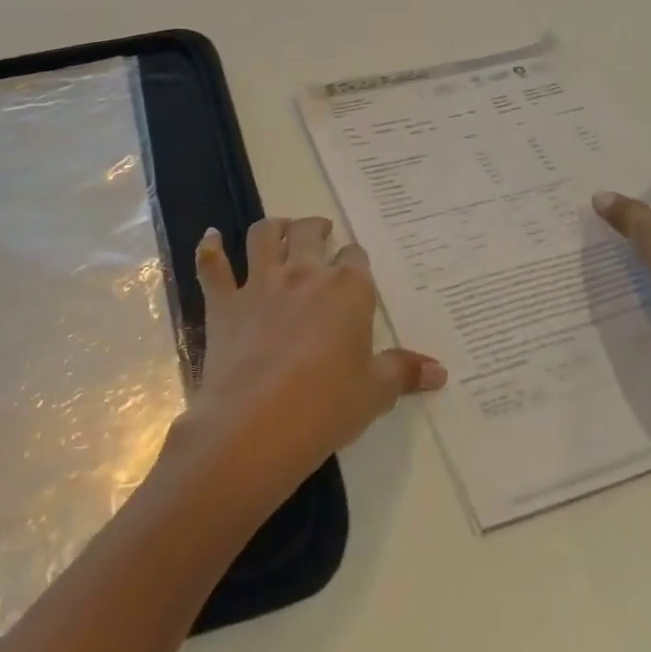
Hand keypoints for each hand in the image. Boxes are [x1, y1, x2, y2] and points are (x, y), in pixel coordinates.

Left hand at [177, 217, 444, 503]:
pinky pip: (213, 266)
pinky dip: (210, 248)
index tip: (354, 267)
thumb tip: (440, 371)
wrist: (257, 424)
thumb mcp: (374, 393)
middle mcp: (304, 274)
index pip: (356, 258)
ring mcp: (260, 284)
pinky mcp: (225, 303)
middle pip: (310, 233)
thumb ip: (404, 372)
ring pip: (264, 236)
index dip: (355, 260)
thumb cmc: (326, 407)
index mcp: (347, 290)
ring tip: (280, 229)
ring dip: (274, 227)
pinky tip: (211, 237)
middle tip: (320, 232)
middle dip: (317, 228)